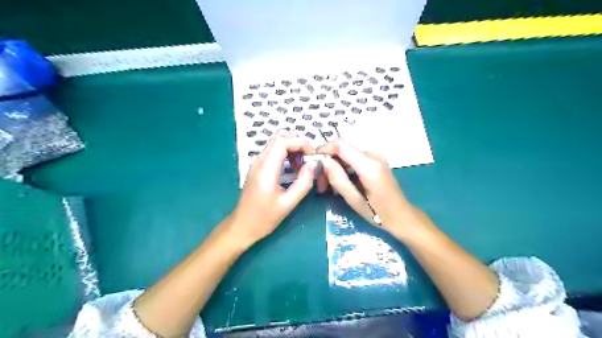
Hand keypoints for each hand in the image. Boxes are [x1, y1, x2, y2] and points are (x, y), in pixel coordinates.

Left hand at [231, 131, 316, 244]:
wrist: (242, 226)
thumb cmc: (264, 218)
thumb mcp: (288, 203)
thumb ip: (303, 183)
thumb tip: (313, 165)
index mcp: (266, 169)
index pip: (282, 141)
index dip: (300, 143)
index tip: (312, 156)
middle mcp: (259, 161)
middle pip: (279, 138)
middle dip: (298, 144)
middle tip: (309, 160)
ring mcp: (257, 163)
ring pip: (276, 143)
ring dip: (292, 149)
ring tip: (302, 166)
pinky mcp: (257, 167)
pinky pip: (273, 152)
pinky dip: (286, 154)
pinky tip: (293, 169)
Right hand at [317, 138, 419, 238]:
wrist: (402, 216)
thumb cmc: (379, 213)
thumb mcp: (355, 200)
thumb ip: (338, 179)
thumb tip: (324, 161)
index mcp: (369, 165)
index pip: (341, 145)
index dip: (323, 149)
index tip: (311, 162)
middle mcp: (373, 155)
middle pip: (342, 150)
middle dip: (327, 164)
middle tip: (319, 185)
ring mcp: (375, 157)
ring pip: (346, 155)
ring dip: (335, 168)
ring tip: (328, 188)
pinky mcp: (375, 161)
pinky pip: (354, 160)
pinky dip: (344, 170)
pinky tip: (341, 184)